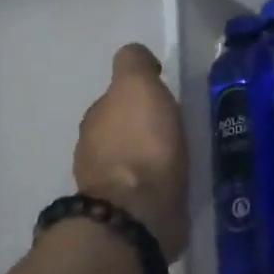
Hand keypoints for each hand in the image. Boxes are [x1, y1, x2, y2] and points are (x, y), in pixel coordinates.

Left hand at [73, 44, 189, 261]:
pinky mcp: (128, 214)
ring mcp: (108, 186)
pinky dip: (156, 183)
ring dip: (150, 156)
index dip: (140, 95)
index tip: (166, 98)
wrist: (139, 213)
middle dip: (143, 127)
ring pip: (132, 160)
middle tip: (176, 126)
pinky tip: (176, 182)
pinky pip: (144, 188)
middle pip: (121, 129)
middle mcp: (93, 150)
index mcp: (96, 118)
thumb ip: (134, 64)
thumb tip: (140, 60)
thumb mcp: (137, 86)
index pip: (117, 98)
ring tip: (180, 155)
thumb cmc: (141, 144)